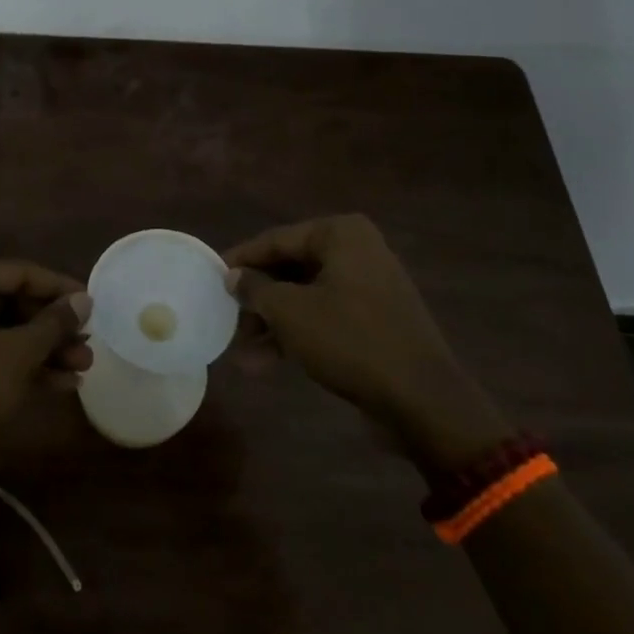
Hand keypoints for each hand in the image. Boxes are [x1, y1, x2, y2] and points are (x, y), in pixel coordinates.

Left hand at [0, 260, 92, 483]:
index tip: (92, 305)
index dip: (60, 289)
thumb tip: (84, 300)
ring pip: (2, 333)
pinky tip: (60, 385)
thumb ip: (54, 323)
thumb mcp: (18, 354)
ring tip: (83, 366)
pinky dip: (20, 367)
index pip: (21, 273)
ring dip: (43, 350)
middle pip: (12, 303)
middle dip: (53, 327)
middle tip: (88, 343)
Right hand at [225, 215, 510, 471]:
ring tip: (242, 353)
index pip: (276, 239)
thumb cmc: (350, 340)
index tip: (211, 276)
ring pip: (306, 296)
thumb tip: (234, 276)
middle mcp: (357, 251)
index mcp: (340, 234)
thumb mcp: (290, 312)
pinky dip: (297, 335)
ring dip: (273, 324)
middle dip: (258, 299)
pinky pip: (325, 317)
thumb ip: (255, 289)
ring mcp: (369, 286)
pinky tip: (266, 363)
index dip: (241, 260)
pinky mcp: (374, 320)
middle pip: (291, 269)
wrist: (422, 399)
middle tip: (227, 319)